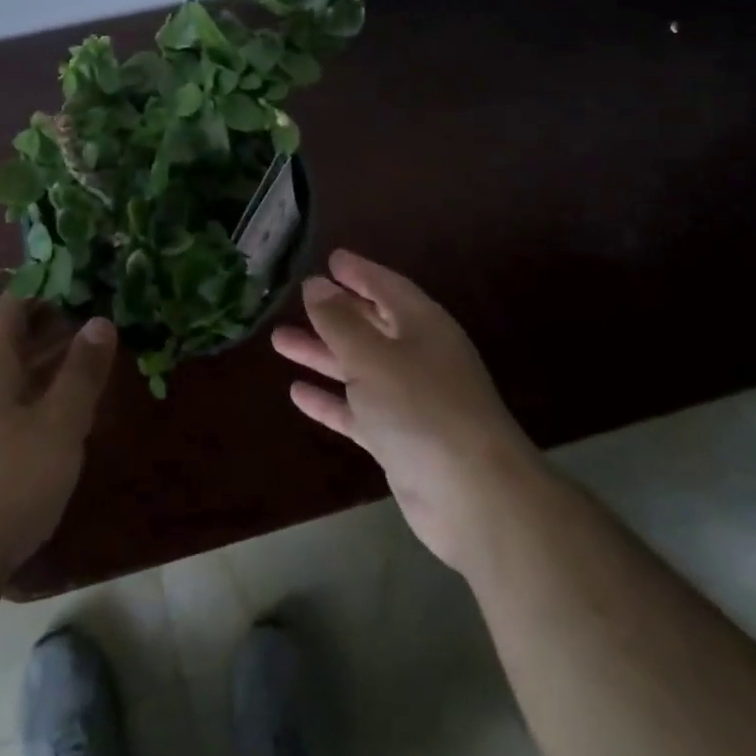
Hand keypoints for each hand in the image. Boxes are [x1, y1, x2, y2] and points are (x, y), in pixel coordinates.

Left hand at [0, 293, 116, 591]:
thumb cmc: (6, 482)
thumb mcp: (57, 424)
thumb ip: (81, 373)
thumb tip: (100, 320)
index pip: (10, 311)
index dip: (38, 288)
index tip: (73, 278)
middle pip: (14, 347)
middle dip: (53, 330)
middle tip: (98, 320)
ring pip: (16, 385)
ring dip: (50, 371)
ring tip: (92, 366)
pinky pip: (16, 418)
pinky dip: (43, 407)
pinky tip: (69, 425)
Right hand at [272, 249, 544, 574]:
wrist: (475, 497)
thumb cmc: (422, 408)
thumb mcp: (372, 356)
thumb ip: (339, 320)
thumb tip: (314, 284)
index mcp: (422, 325)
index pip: (386, 286)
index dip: (358, 271)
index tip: (330, 259)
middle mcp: (418, 356)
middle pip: (370, 325)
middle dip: (333, 313)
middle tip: (295, 299)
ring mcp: (411, 400)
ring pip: (359, 367)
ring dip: (322, 354)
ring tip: (280, 341)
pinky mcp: (400, 440)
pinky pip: (358, 410)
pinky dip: (331, 400)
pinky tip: (297, 393)